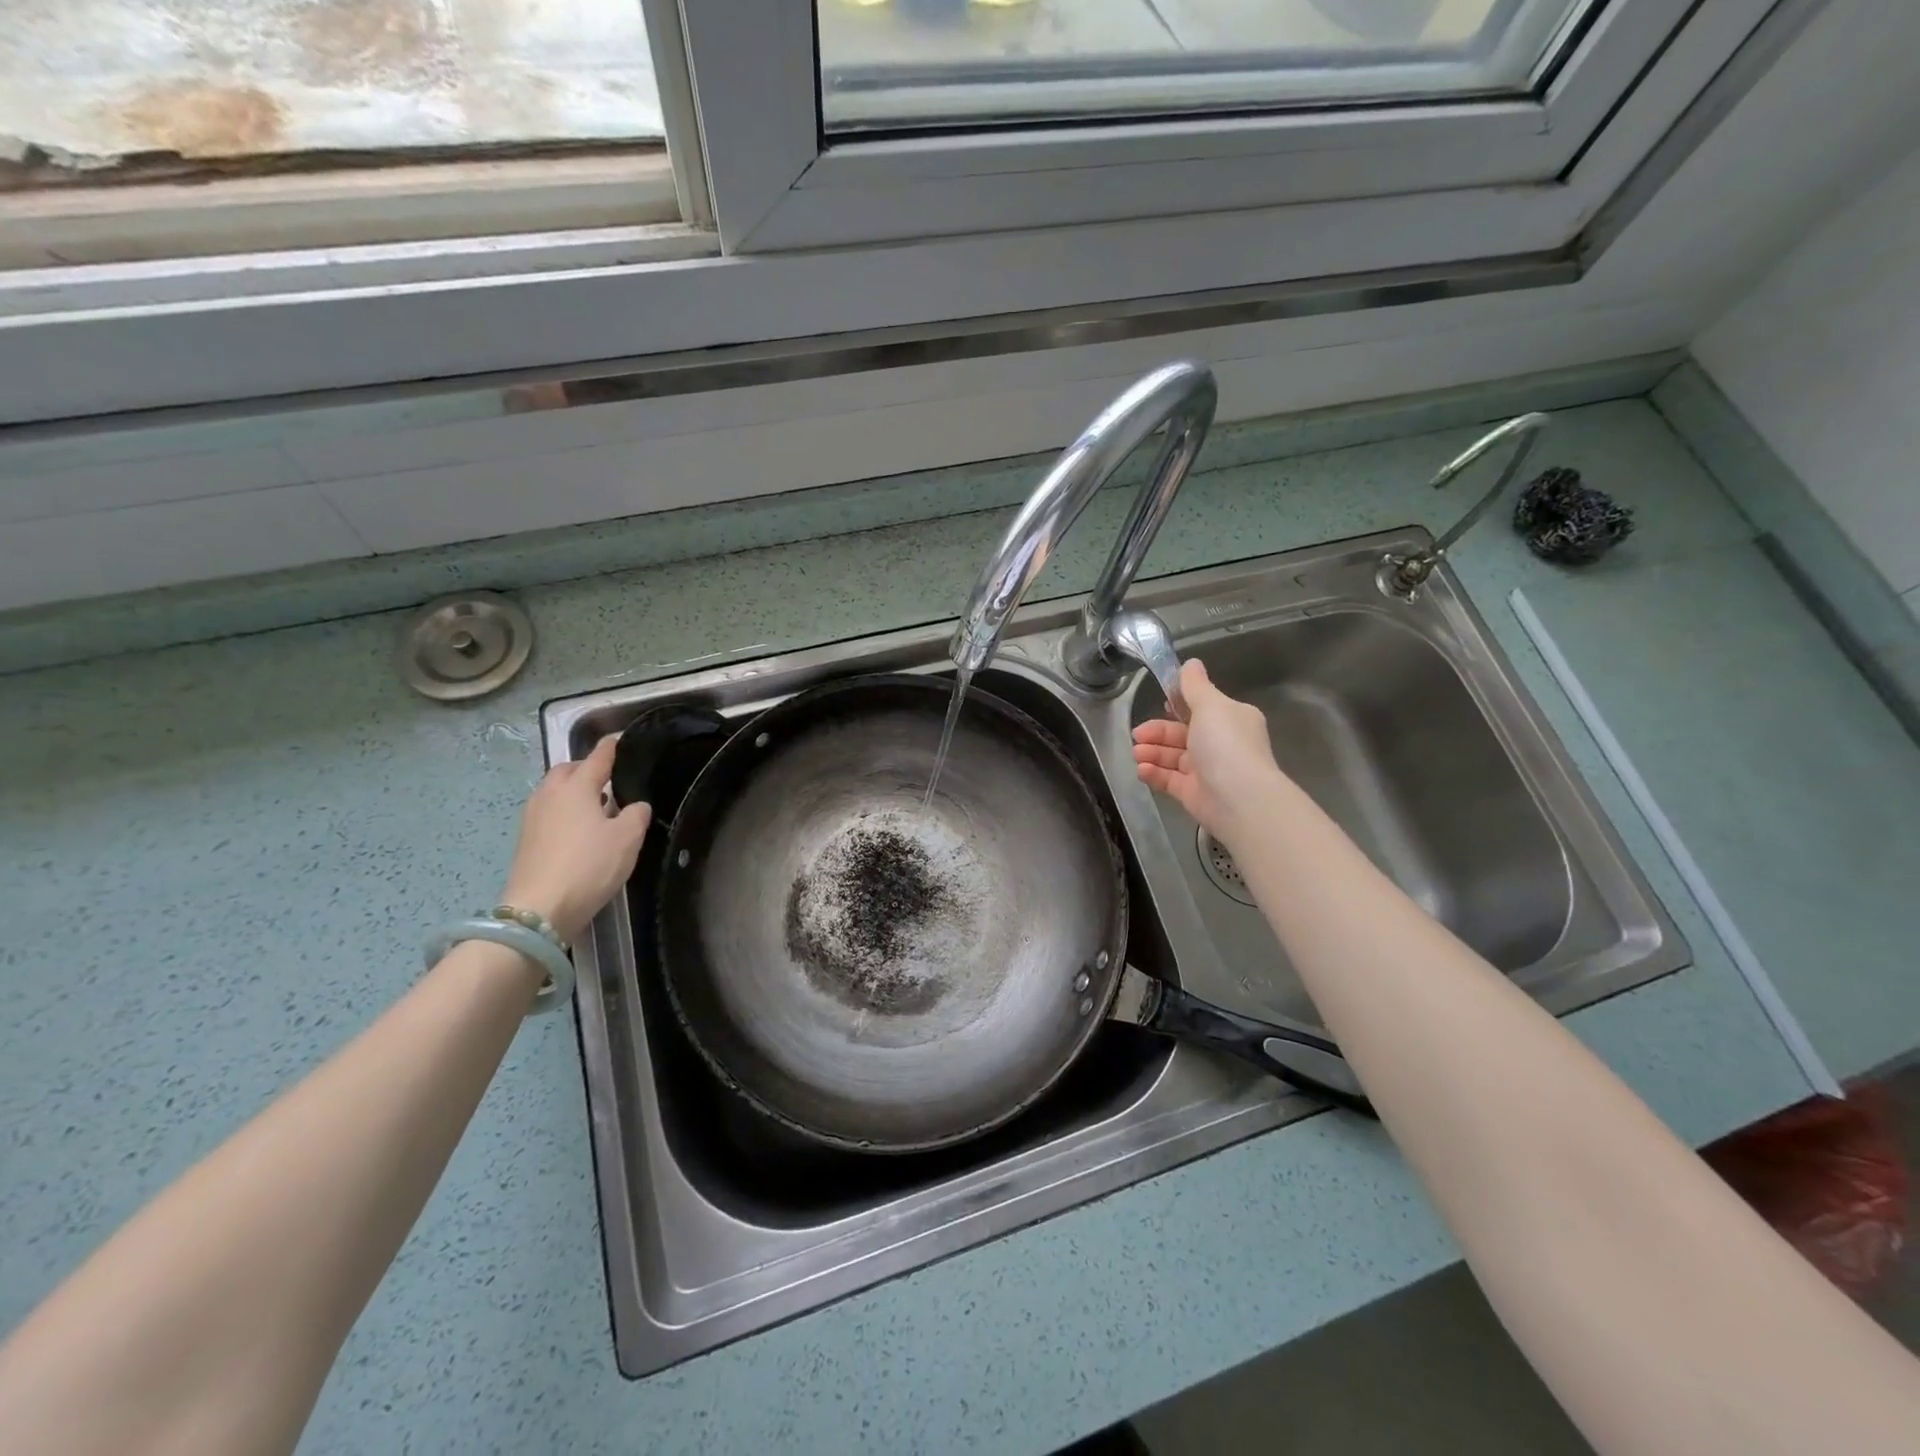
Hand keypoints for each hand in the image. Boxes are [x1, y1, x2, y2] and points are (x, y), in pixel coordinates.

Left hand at [499, 736, 650, 942]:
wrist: (539, 910)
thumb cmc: (589, 865)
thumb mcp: (628, 838)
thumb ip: (636, 815)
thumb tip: (635, 806)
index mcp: (576, 786)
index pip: (597, 757)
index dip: (611, 747)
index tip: (620, 739)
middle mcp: (550, 794)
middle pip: (568, 770)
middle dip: (587, 768)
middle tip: (610, 777)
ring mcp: (533, 817)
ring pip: (555, 791)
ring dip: (574, 791)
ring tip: (597, 803)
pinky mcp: (526, 840)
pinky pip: (549, 812)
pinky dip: (565, 810)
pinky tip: (580, 828)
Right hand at [1132, 658, 1283, 843]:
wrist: (1238, 798)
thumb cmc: (1226, 744)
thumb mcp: (1210, 705)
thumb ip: (1195, 686)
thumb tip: (1191, 663)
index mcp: (1230, 719)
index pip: (1201, 709)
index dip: (1177, 706)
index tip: (1159, 704)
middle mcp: (1220, 744)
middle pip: (1181, 734)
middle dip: (1157, 732)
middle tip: (1137, 734)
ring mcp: (1207, 770)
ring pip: (1173, 757)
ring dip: (1152, 752)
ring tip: (1137, 753)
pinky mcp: (1194, 793)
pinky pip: (1170, 780)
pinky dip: (1155, 773)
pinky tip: (1141, 770)